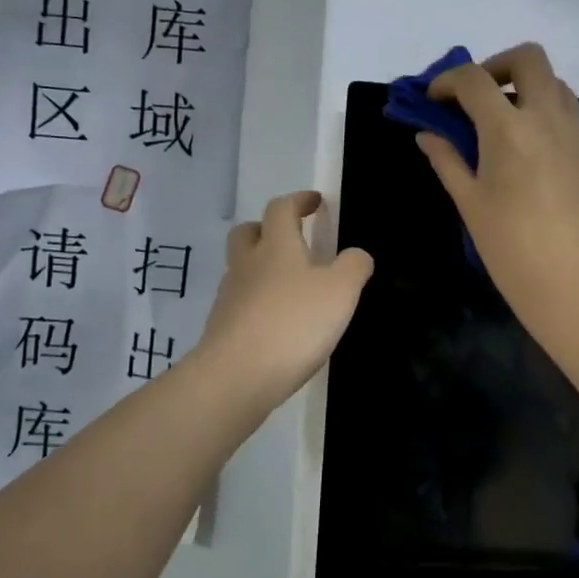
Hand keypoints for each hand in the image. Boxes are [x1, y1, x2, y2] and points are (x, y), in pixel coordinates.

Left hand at [195, 190, 373, 411]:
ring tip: (290, 287)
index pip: (281, 208)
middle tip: (290, 238)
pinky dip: (256, 303)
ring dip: (261, 268)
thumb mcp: (341, 291)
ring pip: (241, 269)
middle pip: (248, 233)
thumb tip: (356, 254)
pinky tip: (276, 323)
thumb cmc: (293, 323)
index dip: (298, 201)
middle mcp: (247, 264)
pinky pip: (240, 303)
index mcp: (276, 246)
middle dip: (267, 229)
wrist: (236, 376)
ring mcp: (229, 297)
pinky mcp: (221, 328)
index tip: (314, 202)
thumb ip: (354, 266)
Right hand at [416, 43, 578, 326]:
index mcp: (509, 129)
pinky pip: (576, 126)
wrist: (575, 289)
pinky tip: (542, 169)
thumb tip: (428, 135)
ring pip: (558, 89)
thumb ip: (447, 159)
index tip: (437, 100)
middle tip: (481, 97)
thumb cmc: (510, 249)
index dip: (448, 81)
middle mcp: (551, 119)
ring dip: (529, 95)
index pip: (473, 79)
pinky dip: (552, 128)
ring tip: (511, 132)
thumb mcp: (470, 203)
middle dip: (498, 66)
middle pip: (529, 58)